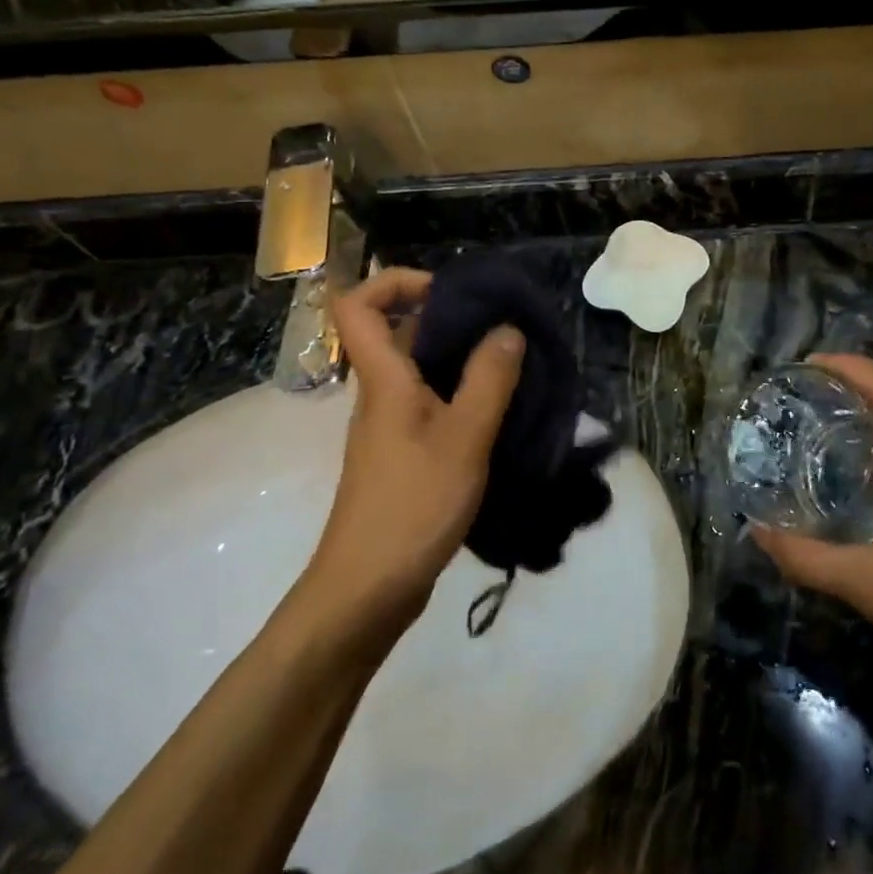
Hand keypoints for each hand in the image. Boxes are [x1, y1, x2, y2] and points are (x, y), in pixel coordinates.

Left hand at [298, 267, 525, 641]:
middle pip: (399, 334)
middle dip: (450, 319)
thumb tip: (507, 329)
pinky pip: (431, 407)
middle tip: (504, 328)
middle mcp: (381, 396)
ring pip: (420, 373)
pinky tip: (501, 415)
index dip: (395, 282)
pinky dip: (463, 398)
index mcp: (384, 380)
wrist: (367, 591)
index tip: (450, 291)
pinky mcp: (404, 457)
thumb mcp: (463, 438)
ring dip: (463, 361)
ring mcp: (391, 428)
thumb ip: (488, 380)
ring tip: (515, 367)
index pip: (357, 305)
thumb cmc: (412, 506)